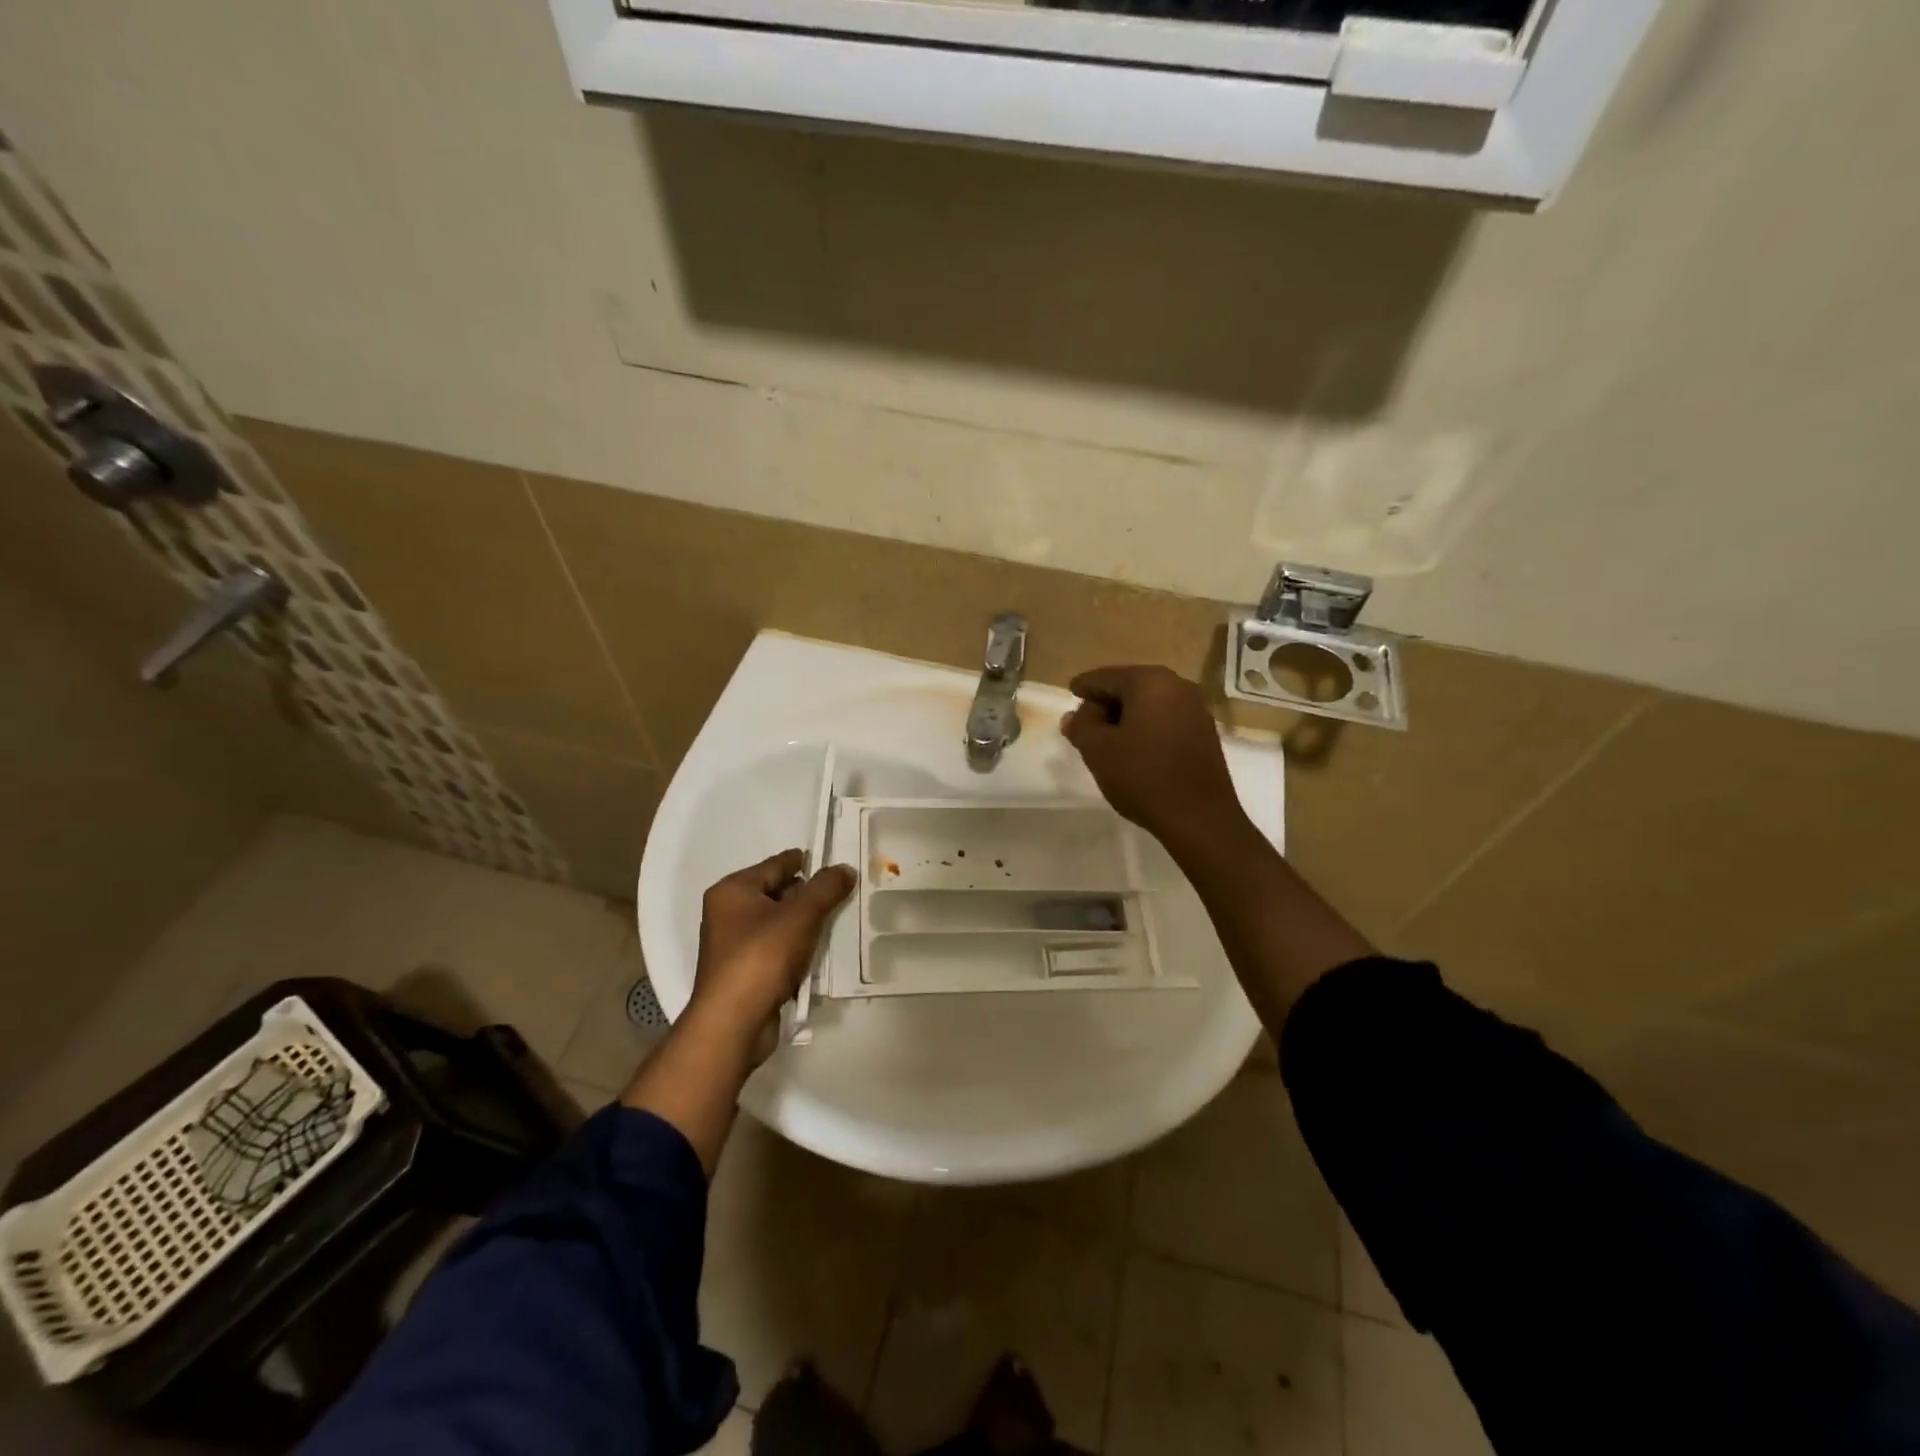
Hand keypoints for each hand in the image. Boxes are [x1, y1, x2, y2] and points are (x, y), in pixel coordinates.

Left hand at [687, 849, 855, 1063]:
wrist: (733, 1023)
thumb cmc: (762, 957)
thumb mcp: (801, 916)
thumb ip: (826, 888)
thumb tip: (845, 869)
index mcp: (733, 890)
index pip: (778, 864)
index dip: (808, 863)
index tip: (838, 866)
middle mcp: (728, 912)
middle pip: (777, 892)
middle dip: (809, 895)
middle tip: (843, 896)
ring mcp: (734, 944)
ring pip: (778, 922)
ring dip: (804, 924)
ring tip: (836, 924)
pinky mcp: (743, 971)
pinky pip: (776, 948)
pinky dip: (796, 948)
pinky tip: (817, 954)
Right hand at [1061, 665, 1246, 849]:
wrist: (1199, 817)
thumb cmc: (1142, 776)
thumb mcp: (1098, 750)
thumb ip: (1081, 725)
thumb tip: (1075, 715)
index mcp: (1150, 682)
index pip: (1106, 677)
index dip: (1084, 686)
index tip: (1071, 693)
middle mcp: (1177, 686)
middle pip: (1130, 687)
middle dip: (1106, 702)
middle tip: (1086, 722)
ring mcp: (1196, 709)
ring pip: (1149, 704)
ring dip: (1126, 717)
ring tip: (1107, 739)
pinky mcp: (1205, 733)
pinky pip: (1166, 720)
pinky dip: (1146, 727)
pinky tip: (1135, 749)